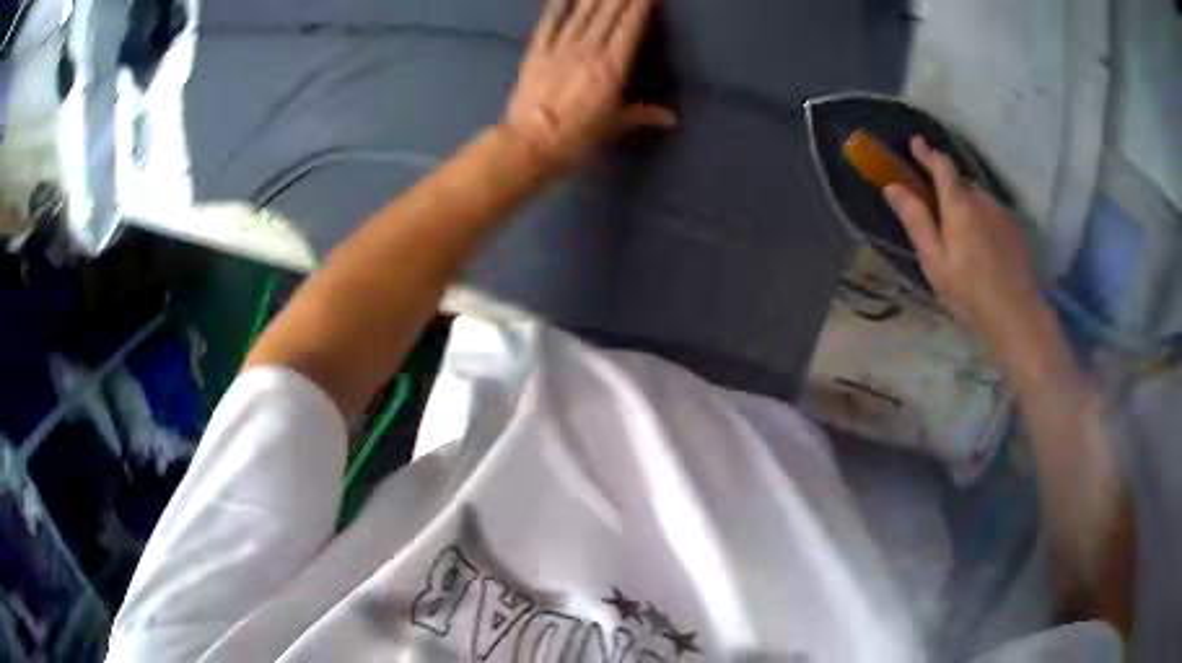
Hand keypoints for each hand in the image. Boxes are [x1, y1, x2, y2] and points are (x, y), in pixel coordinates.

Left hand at [502, 0, 675, 170]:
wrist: (531, 142)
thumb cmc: (577, 138)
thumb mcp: (613, 126)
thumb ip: (642, 114)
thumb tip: (671, 118)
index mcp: (612, 68)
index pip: (629, 29)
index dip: (639, 8)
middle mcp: (588, 51)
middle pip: (607, 16)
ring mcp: (560, 49)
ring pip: (581, 15)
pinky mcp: (536, 53)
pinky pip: (548, 24)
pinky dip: (556, 7)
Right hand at [883, 136, 1048, 356]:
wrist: (1019, 315)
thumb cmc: (970, 292)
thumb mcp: (935, 262)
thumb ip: (916, 221)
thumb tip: (892, 187)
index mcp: (959, 204)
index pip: (941, 165)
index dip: (927, 153)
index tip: (915, 143)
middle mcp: (981, 199)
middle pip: (960, 185)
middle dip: (947, 192)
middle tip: (939, 220)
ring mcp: (1001, 213)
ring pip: (977, 201)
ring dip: (967, 210)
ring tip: (964, 244)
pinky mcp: (1015, 229)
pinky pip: (992, 215)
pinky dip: (983, 223)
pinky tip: (984, 252)